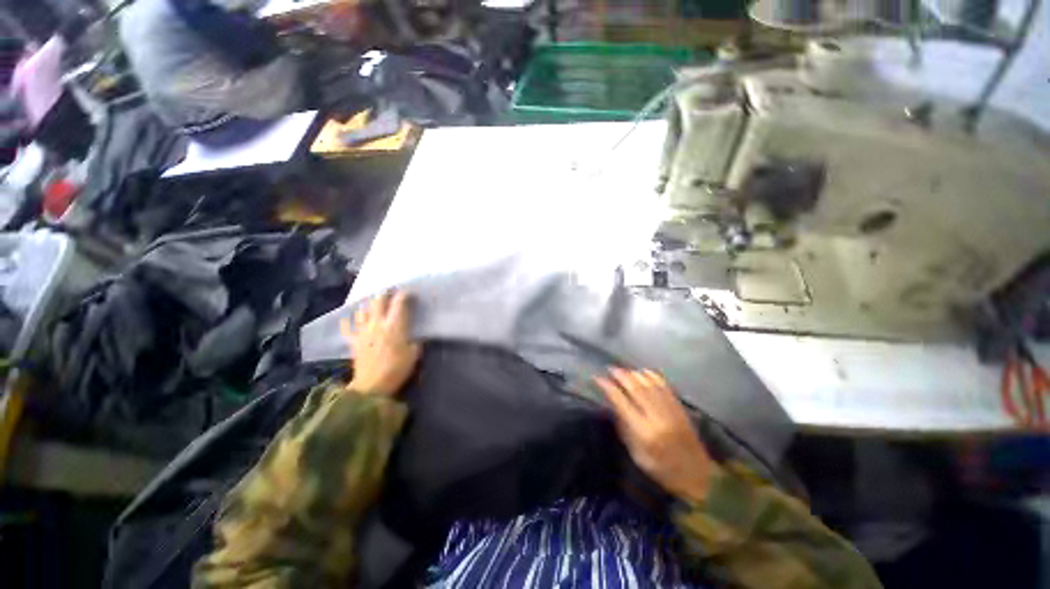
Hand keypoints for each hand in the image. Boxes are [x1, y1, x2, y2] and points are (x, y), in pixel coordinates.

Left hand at [340, 291, 421, 396]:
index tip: (410, 292)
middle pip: (378, 301)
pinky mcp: (353, 341)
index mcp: (394, 325)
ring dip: (368, 305)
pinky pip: (347, 327)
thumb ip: (415, 341)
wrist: (372, 386)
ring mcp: (363, 331)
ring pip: (362, 310)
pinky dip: (347, 321)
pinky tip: (348, 318)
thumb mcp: (414, 354)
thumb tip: (416, 336)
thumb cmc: (397, 369)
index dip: (404, 294)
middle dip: (385, 293)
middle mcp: (377, 323)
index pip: (399, 303)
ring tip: (373, 304)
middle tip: (390, 291)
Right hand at [595, 368, 713, 502]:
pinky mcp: (681, 409)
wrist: (699, 476)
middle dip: (621, 376)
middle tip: (610, 369)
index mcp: (644, 432)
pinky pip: (665, 386)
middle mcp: (658, 418)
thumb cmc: (663, 470)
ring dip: (635, 374)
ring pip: (650, 385)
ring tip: (624, 370)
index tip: (598, 379)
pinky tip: (644, 372)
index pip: (622, 403)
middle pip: (636, 389)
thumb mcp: (638, 456)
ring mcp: (671, 411)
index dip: (609, 388)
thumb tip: (614, 406)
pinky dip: (653, 376)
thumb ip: (625, 430)